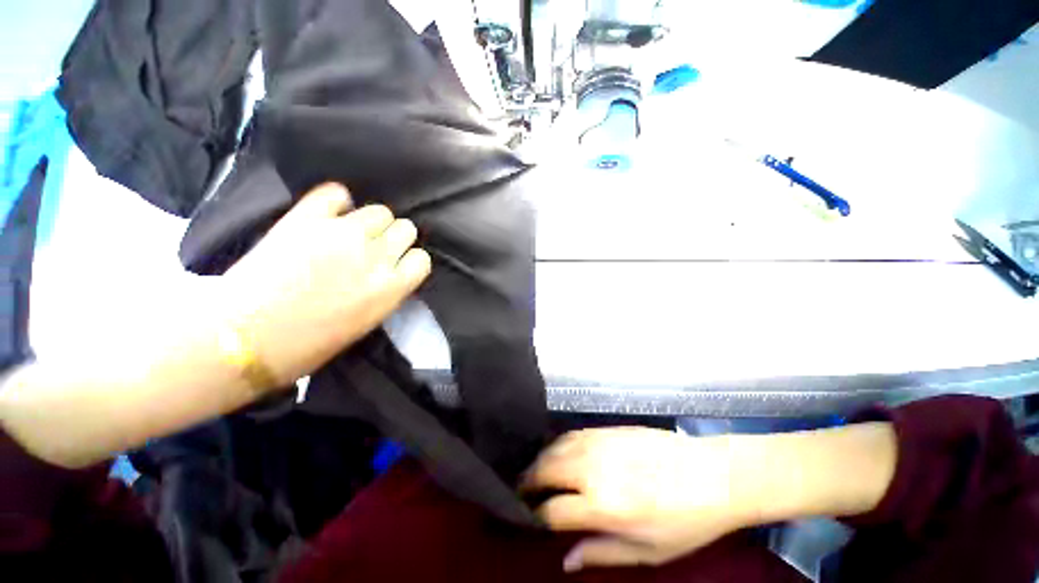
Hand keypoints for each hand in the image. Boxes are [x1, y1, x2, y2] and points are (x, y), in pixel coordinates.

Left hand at [223, 183, 431, 386]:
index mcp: (391, 288)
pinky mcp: (307, 219)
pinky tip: (330, 214)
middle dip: (395, 238)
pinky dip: (337, 201)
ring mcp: (342, 234)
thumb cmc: (309, 344)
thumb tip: (390, 272)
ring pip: (380, 210)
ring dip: (372, 221)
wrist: (244, 339)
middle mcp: (376, 256)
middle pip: (405, 229)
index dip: (410, 260)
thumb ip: (386, 292)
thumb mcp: (367, 322)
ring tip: (353, 232)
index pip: (422, 259)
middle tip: (375, 248)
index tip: (398, 265)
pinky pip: (336, 193)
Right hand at [523, 427, 754, 571]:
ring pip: (554, 447)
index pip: (552, 510)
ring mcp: (598, 442)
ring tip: (535, 472)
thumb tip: (565, 560)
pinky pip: (571, 434)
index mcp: (603, 505)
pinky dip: (557, 444)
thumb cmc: (684, 521)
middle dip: (528, 482)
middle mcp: (593, 468)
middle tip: (521, 491)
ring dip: (539, 460)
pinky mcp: (606, 428)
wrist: (713, 473)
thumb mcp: (648, 551)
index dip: (536, 515)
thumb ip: (602, 553)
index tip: (529, 519)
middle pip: (545, 470)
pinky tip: (558, 452)